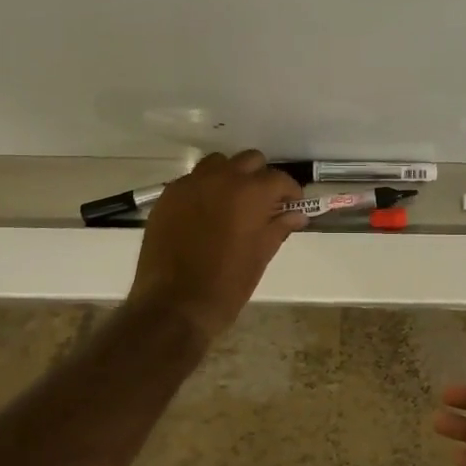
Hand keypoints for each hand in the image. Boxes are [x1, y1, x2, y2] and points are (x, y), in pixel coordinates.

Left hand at [127, 150, 306, 341]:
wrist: (174, 305)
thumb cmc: (227, 284)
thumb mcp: (261, 256)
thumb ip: (279, 228)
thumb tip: (297, 215)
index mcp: (250, 193)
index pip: (279, 179)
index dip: (290, 192)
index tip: (292, 205)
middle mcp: (221, 179)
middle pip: (250, 161)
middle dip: (261, 178)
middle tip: (263, 203)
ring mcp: (190, 184)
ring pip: (218, 163)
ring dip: (230, 176)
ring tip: (232, 202)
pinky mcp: (168, 196)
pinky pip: (192, 180)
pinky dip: (204, 189)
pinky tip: (205, 213)